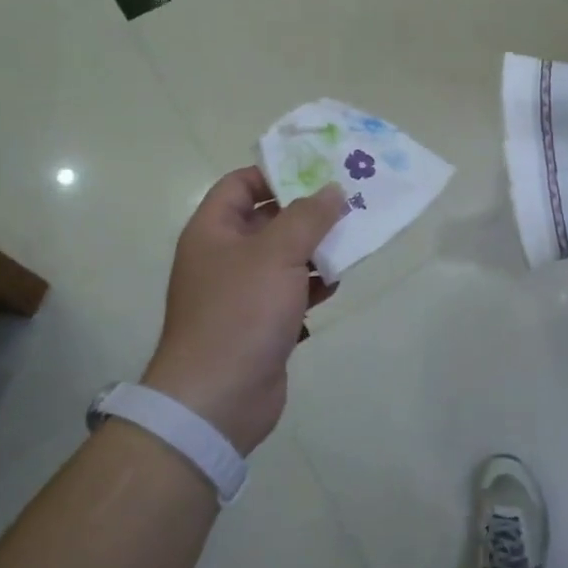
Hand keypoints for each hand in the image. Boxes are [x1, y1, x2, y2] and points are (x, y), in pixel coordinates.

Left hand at [141, 169, 348, 454]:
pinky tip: (337, 282)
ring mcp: (242, 291)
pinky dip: (313, 283)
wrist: (218, 398)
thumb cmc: (241, 313)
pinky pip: (290, 289)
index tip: (319, 170)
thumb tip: (332, 190)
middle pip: (268, 219)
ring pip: (284, 256)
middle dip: (308, 211)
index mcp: (213, 231)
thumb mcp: (277, 254)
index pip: (241, 184)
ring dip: (316, 248)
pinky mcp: (261, 321)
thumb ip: (308, 217)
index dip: (277, 172)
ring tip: (354, 239)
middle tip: (350, 201)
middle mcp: (224, 256)